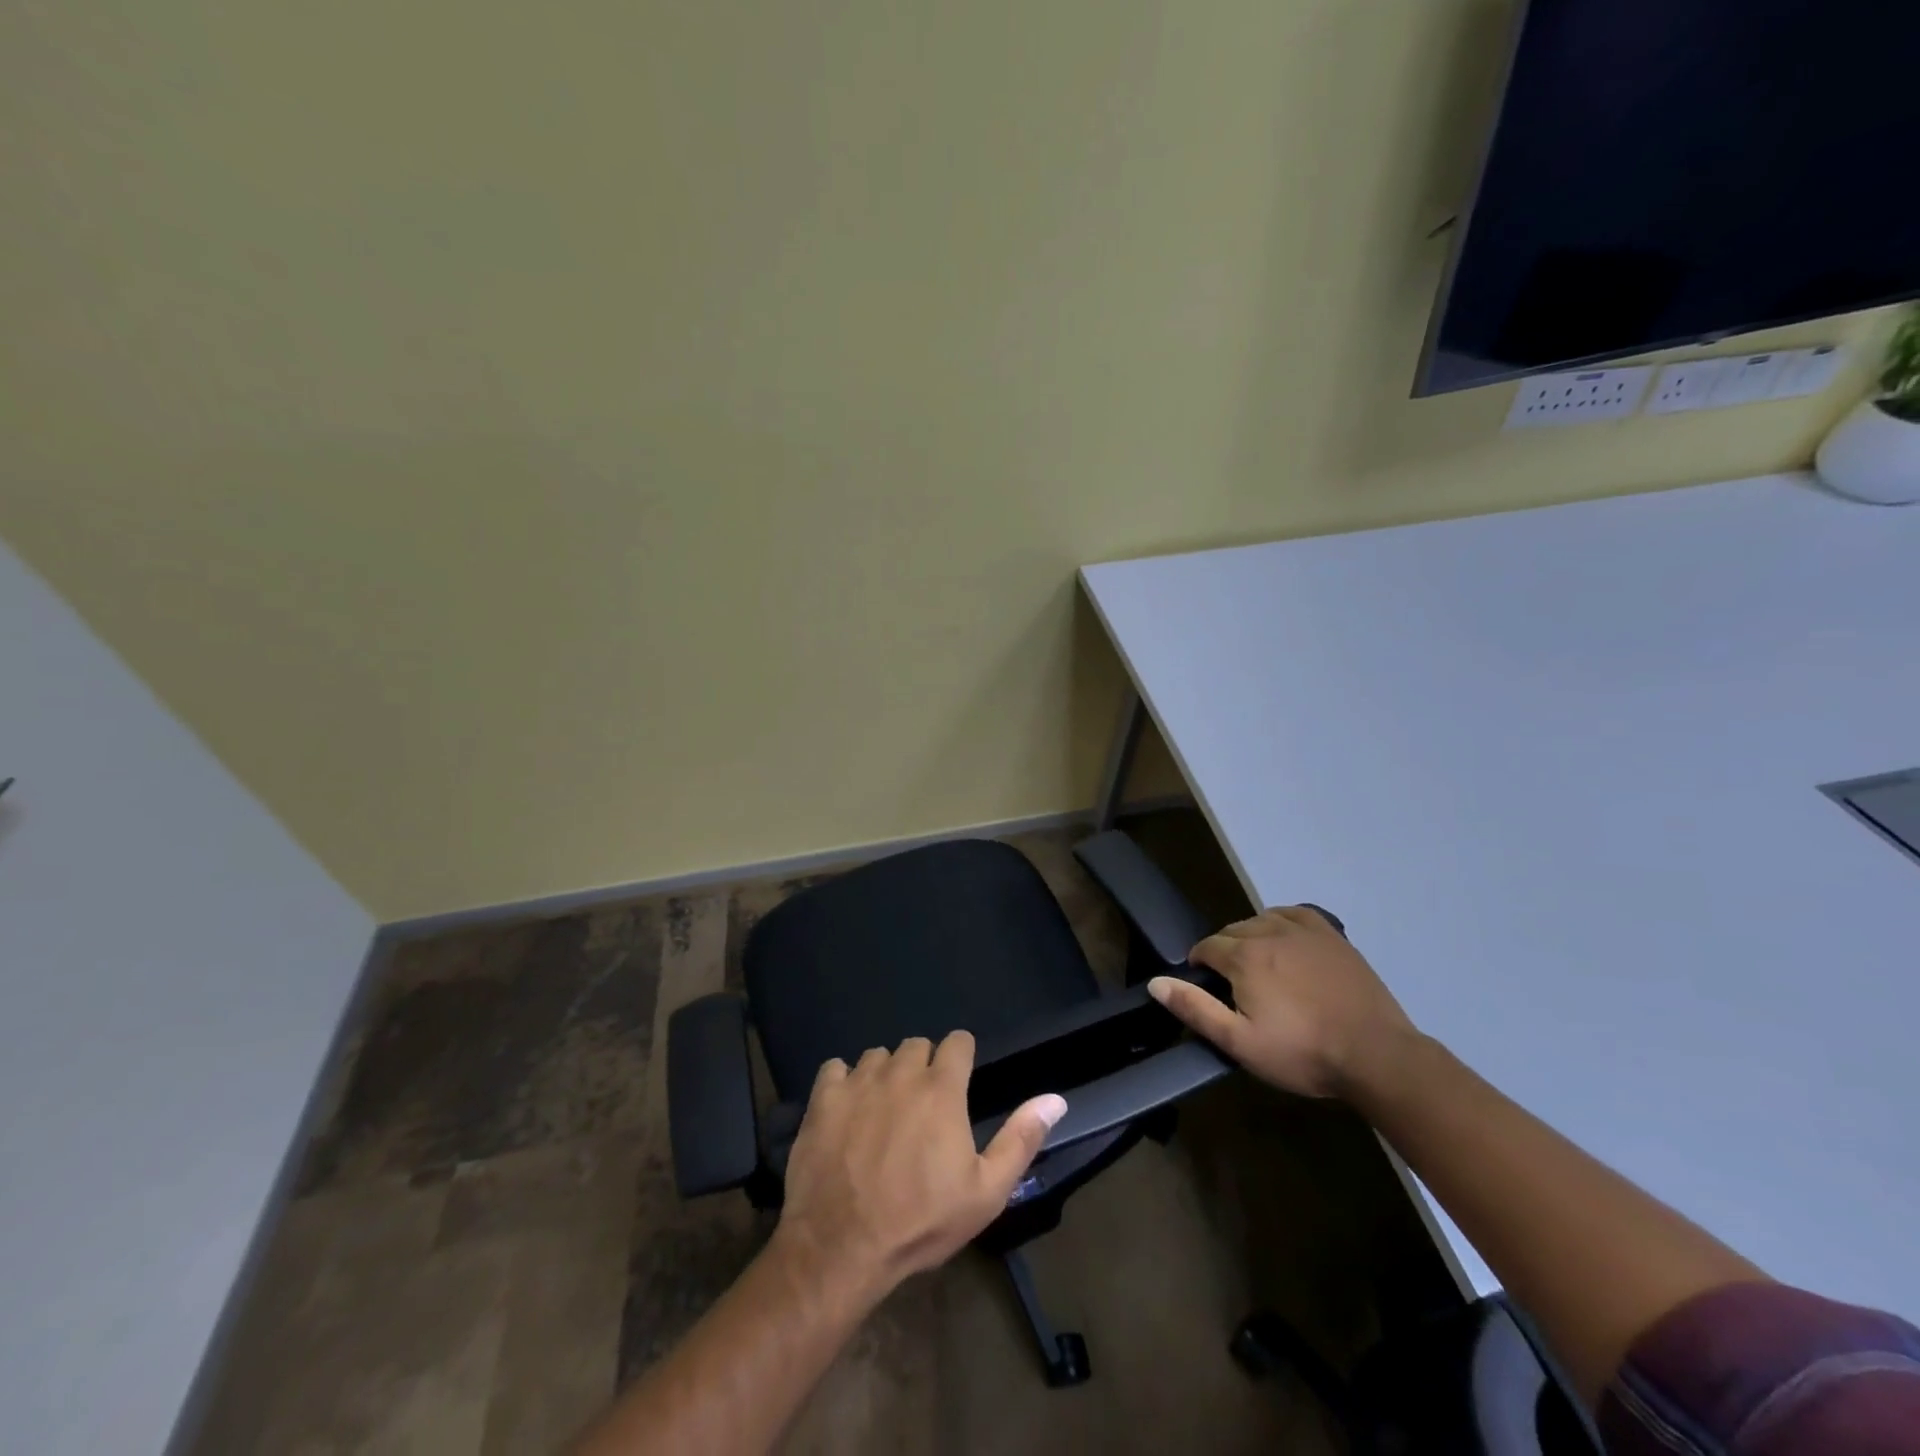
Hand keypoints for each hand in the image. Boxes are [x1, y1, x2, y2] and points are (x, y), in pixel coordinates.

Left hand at [774, 1032, 1066, 1300]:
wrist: (841, 1247)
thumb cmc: (920, 1221)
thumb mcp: (985, 1192)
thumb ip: (1021, 1139)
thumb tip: (1055, 1098)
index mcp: (942, 1088)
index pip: (958, 1042)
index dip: (962, 1058)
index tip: (959, 1083)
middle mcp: (901, 1071)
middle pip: (916, 1045)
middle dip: (924, 1067)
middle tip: (921, 1107)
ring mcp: (858, 1081)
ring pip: (877, 1056)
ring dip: (885, 1075)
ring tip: (883, 1112)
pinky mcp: (822, 1097)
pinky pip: (835, 1068)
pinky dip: (842, 1083)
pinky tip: (846, 1112)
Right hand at [1147, 907, 1417, 1099]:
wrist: (1377, 1056)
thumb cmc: (1303, 1053)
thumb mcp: (1240, 1043)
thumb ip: (1195, 1009)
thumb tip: (1156, 982)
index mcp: (1243, 957)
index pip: (1206, 948)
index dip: (1200, 966)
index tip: (1206, 988)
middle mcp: (1268, 932)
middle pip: (1232, 931)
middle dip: (1224, 952)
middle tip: (1234, 986)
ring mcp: (1304, 931)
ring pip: (1261, 920)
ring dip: (1251, 937)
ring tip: (1259, 966)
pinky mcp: (1332, 936)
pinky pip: (1294, 913)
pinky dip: (1281, 921)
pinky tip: (1285, 940)